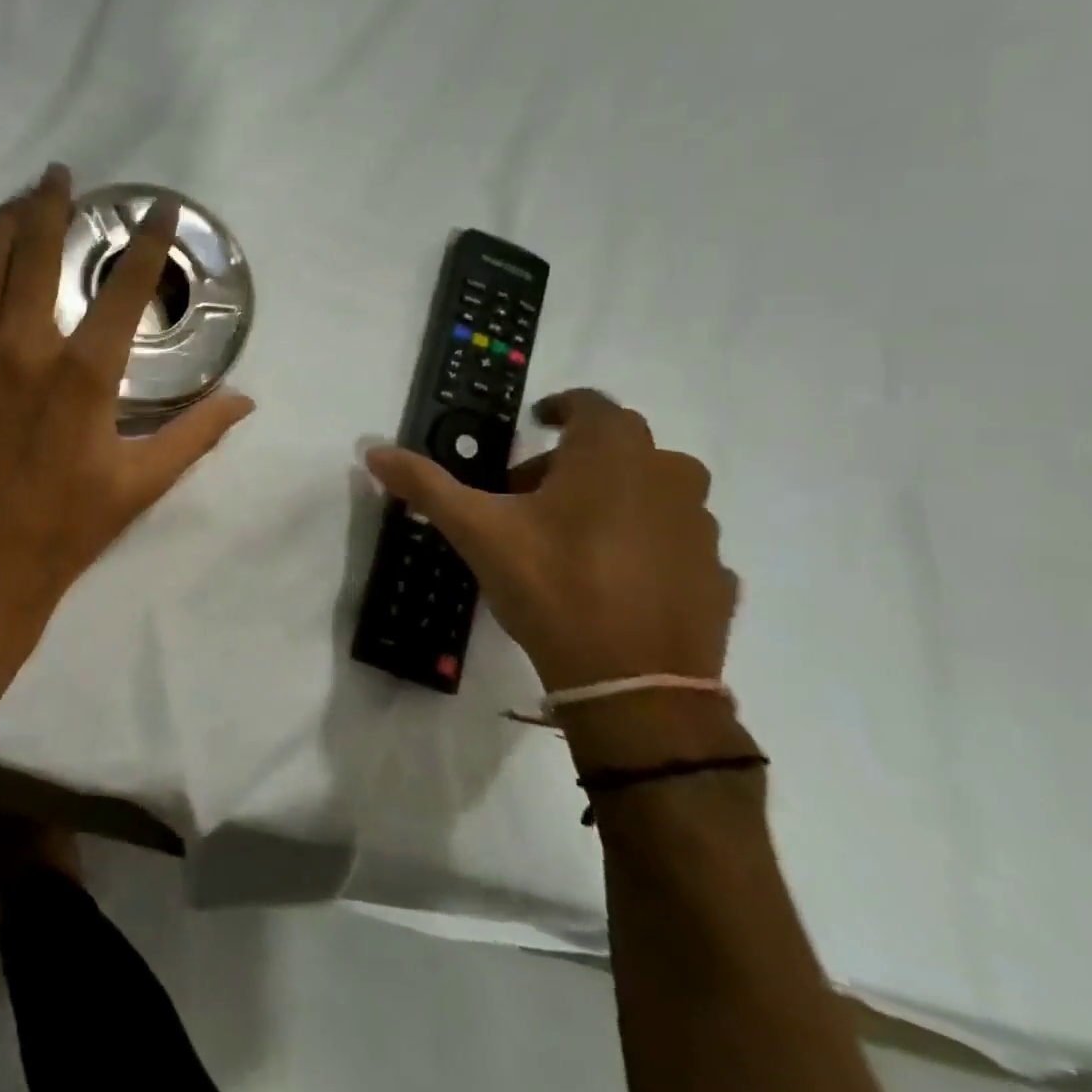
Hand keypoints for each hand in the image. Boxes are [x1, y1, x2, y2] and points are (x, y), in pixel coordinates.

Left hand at [0, 164, 253, 689]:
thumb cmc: (62, 530)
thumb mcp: (140, 484)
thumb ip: (196, 434)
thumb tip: (246, 400)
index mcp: (82, 374)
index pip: (124, 287)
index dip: (148, 241)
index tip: (160, 209)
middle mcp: (21, 347)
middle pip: (33, 246)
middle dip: (50, 200)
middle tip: (60, 175)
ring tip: (15, 207)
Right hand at [366, 390, 735, 692]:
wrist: (635, 686)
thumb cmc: (552, 585)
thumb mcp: (477, 530)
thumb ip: (427, 485)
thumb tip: (374, 451)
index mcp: (613, 455)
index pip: (591, 404)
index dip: (560, 408)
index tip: (534, 425)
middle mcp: (668, 477)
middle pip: (621, 447)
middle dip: (574, 460)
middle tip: (529, 493)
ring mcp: (701, 528)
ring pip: (654, 491)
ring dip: (614, 497)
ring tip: (571, 536)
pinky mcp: (717, 576)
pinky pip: (677, 541)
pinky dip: (647, 543)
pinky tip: (613, 577)